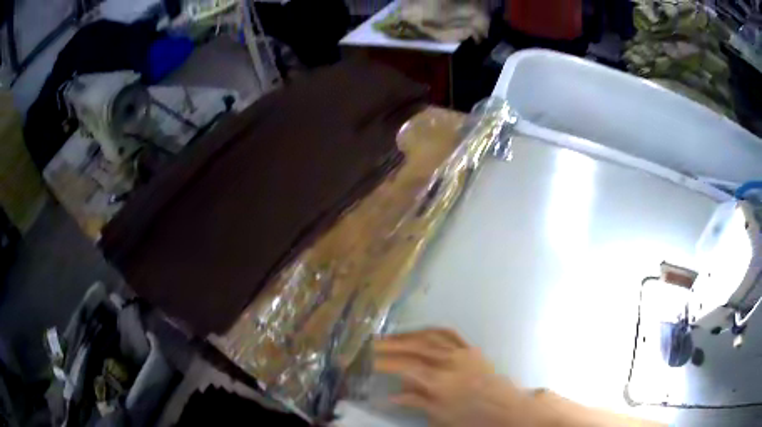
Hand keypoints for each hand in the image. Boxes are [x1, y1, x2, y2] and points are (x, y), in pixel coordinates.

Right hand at [372, 328, 539, 426]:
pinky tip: (420, 331)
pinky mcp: (470, 348)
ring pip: (428, 338)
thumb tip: (389, 395)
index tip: (368, 360)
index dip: (384, 362)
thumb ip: (415, 402)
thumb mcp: (440, 416)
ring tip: (389, 336)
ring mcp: (461, 352)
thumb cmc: (472, 417)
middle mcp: (448, 361)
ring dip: (406, 335)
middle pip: (414, 348)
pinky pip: (449, 334)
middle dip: (390, 345)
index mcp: (439, 381)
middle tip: (371, 343)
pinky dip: (431, 330)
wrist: (505, 408)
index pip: (405, 367)